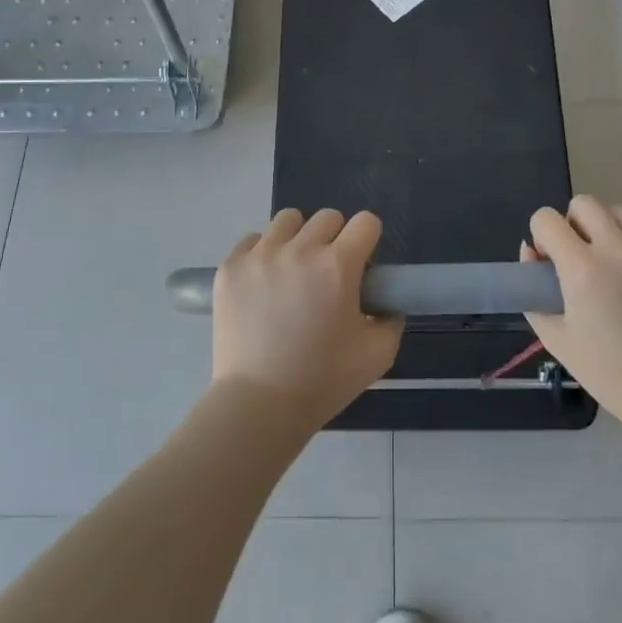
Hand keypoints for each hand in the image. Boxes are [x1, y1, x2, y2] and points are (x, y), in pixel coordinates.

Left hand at [212, 208, 401, 435]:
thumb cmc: (322, 381)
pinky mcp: (230, 267)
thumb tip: (385, 303)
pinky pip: (252, 240)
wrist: (258, 405)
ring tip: (293, 271)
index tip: (361, 265)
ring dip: (297, 238)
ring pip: (288, 220)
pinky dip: (262, 254)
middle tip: (328, 274)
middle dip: (334, 239)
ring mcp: (260, 255)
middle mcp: (300, 250)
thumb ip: (391, 320)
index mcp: (338, 266)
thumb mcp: (378, 355)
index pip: (365, 222)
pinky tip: (263, 283)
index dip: (368, 240)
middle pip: (327, 217)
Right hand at [523, 195, 621, 431]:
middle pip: (586, 203)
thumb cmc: (611, 374)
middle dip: (577, 224)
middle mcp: (621, 248)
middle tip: (585, 256)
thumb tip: (532, 251)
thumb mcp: (557, 338)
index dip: (543, 235)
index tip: (552, 257)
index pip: (546, 218)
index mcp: (582, 268)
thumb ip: (533, 293)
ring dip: (614, 234)